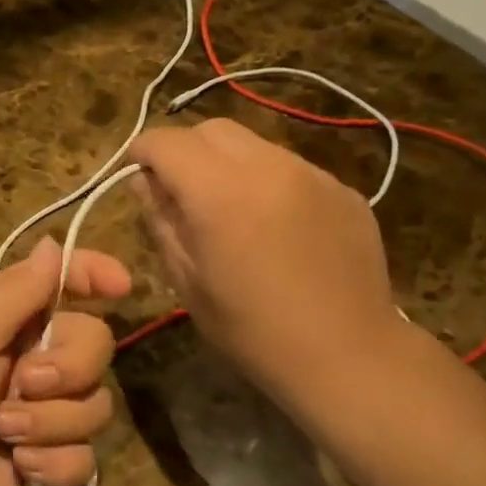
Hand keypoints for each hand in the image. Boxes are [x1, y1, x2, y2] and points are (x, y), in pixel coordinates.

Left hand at [0, 237, 131, 485]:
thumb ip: (18, 291)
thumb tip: (55, 244)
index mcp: (5, 318)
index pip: (61, 283)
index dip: (94, 276)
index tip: (122, 286)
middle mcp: (29, 359)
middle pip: (95, 345)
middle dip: (68, 367)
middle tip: (23, 383)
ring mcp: (41, 414)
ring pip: (96, 405)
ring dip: (51, 422)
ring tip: (4, 434)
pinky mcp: (47, 462)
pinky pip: (86, 457)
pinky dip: (54, 463)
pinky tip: (19, 469)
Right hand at [129, 118, 402, 407]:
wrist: (349, 356)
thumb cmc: (252, 331)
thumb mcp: (187, 281)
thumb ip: (161, 220)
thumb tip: (144, 182)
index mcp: (221, 193)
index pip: (167, 142)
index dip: (142, 151)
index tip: (136, 174)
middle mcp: (268, 167)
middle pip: (212, 129)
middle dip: (185, 150)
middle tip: (179, 191)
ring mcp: (313, 174)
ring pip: (254, 145)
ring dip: (228, 164)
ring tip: (230, 209)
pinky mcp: (343, 189)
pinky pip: (290, 168)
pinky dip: (267, 182)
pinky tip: (275, 227)